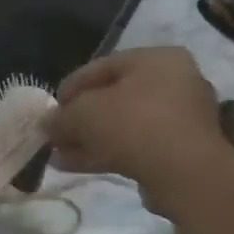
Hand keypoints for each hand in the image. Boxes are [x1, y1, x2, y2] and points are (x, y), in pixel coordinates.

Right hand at [47, 48, 230, 204]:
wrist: (186, 174)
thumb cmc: (134, 125)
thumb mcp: (84, 114)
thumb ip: (61, 117)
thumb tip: (47, 124)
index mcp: (158, 59)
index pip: (103, 66)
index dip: (71, 87)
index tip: (52, 108)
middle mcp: (176, 82)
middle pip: (115, 98)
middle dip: (82, 119)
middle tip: (57, 135)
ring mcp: (184, 118)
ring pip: (125, 125)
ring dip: (91, 140)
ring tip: (60, 156)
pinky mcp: (184, 151)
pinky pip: (139, 145)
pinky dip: (110, 153)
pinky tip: (78, 166)